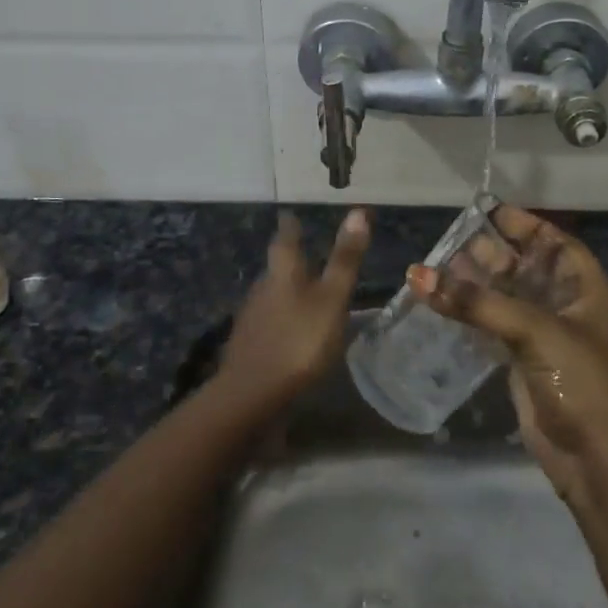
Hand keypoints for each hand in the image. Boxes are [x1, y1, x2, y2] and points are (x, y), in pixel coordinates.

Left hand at [216, 209, 369, 412]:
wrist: (251, 395)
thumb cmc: (299, 341)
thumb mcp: (331, 299)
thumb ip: (344, 260)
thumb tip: (358, 211)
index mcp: (282, 273)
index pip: (286, 239)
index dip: (291, 226)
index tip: (291, 215)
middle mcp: (262, 288)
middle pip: (276, 268)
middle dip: (291, 260)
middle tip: (306, 254)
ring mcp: (252, 318)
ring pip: (272, 295)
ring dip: (287, 291)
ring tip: (305, 293)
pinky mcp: (249, 345)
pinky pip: (269, 322)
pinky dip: (283, 319)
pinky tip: (293, 331)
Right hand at [408, 206, 607, 497]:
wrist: (591, 454)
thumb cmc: (576, 378)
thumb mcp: (532, 329)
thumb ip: (476, 301)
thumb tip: (417, 275)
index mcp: (585, 288)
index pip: (554, 242)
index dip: (524, 225)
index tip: (488, 210)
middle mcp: (566, 305)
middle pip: (525, 267)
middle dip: (492, 253)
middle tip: (451, 239)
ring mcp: (543, 334)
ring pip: (506, 296)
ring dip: (476, 283)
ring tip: (437, 266)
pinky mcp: (523, 359)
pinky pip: (493, 324)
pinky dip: (471, 312)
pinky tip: (442, 302)